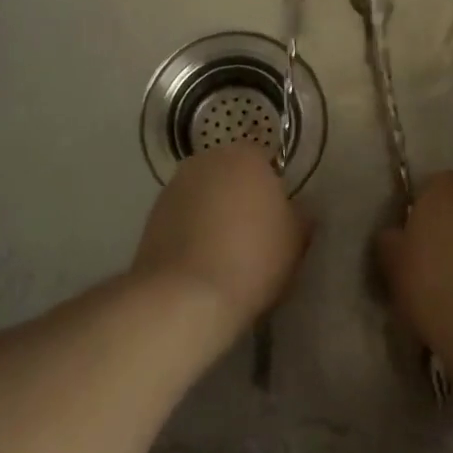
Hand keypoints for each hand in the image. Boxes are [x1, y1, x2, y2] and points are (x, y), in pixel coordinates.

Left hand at [131, 143, 308, 336]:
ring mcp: (174, 186)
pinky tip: (199, 261)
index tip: (277, 217)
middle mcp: (207, 160)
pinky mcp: (151, 214)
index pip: (264, 160)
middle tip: (252, 232)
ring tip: (223, 251)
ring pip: (203, 193)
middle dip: (239, 194)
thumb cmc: (253, 258)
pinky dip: (190, 230)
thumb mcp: (296, 240)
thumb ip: (301, 215)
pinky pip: (181, 216)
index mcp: (246, 156)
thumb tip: (299, 208)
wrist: (186, 296)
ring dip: (212, 211)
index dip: (272, 188)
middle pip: (230, 172)